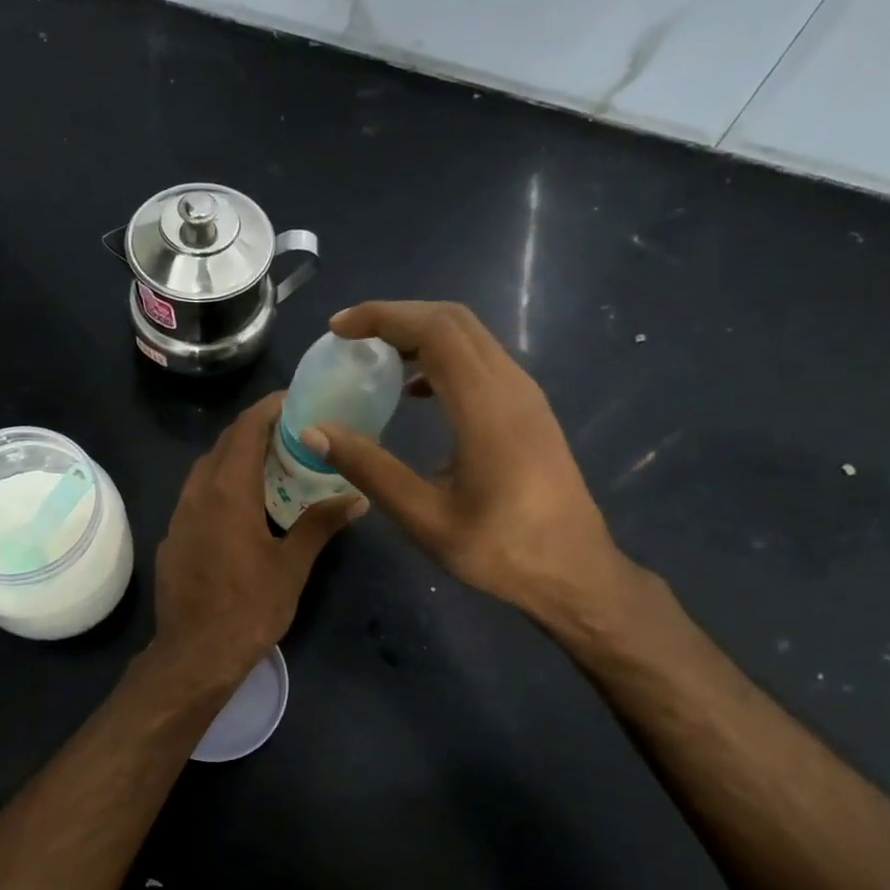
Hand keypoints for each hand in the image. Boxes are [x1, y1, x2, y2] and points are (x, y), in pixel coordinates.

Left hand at [152, 393, 365, 686]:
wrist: (194, 654)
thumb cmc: (249, 608)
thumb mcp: (291, 567)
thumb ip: (320, 524)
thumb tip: (356, 497)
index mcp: (229, 491)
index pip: (246, 430)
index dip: (268, 408)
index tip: (294, 400)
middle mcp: (198, 493)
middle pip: (224, 444)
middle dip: (255, 429)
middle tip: (291, 431)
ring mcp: (180, 514)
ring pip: (207, 468)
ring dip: (235, 456)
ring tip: (270, 464)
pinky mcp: (172, 536)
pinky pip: (196, 494)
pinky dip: (220, 484)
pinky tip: (241, 505)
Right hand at [302, 301, 639, 635]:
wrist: (575, 573)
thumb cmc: (500, 550)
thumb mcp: (424, 517)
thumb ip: (369, 468)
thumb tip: (314, 432)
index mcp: (486, 407)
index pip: (434, 330)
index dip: (382, 317)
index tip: (338, 330)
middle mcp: (511, 386)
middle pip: (453, 321)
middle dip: (396, 317)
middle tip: (350, 337)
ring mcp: (525, 395)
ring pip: (470, 337)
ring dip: (419, 333)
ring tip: (374, 357)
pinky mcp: (529, 410)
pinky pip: (481, 361)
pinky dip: (441, 358)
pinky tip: (415, 392)